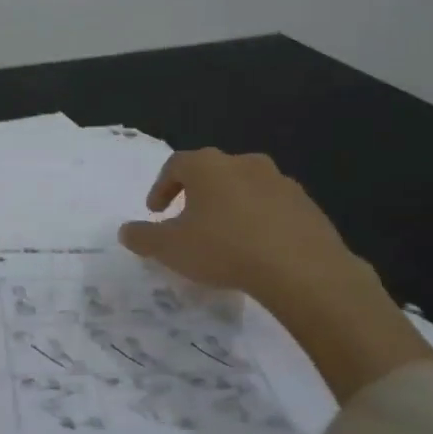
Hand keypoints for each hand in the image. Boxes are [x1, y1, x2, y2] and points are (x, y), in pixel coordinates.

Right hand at [118, 149, 432, 402]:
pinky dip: (259, 221)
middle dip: (196, 194)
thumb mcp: (170, 248)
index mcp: (209, 166)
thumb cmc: (224, 249)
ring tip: (223, 237)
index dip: (161, 187)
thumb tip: (126, 231)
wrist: (302, 270)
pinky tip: (256, 249)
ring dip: (230, 207)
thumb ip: (143, 237)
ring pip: (245, 188)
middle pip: (212, 172)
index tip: (156, 212)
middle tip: (187, 221)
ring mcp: (281, 182)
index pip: (176, 165)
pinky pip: (273, 208)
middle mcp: (245, 163)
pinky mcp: (307, 205)